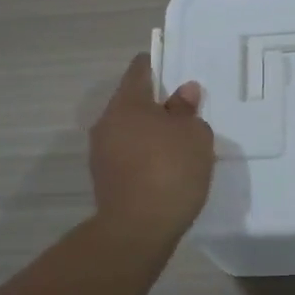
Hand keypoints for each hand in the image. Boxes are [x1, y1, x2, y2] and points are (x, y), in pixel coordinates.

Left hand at [89, 54, 215, 237]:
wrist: (137, 230)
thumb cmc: (170, 170)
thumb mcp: (194, 135)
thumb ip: (188, 110)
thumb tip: (183, 92)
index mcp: (128, 103)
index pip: (139, 70)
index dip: (157, 65)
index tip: (174, 68)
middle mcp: (107, 122)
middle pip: (133, 101)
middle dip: (156, 104)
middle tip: (185, 111)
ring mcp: (101, 152)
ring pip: (129, 130)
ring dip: (149, 132)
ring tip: (178, 143)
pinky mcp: (104, 179)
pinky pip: (127, 155)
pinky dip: (144, 155)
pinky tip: (165, 168)